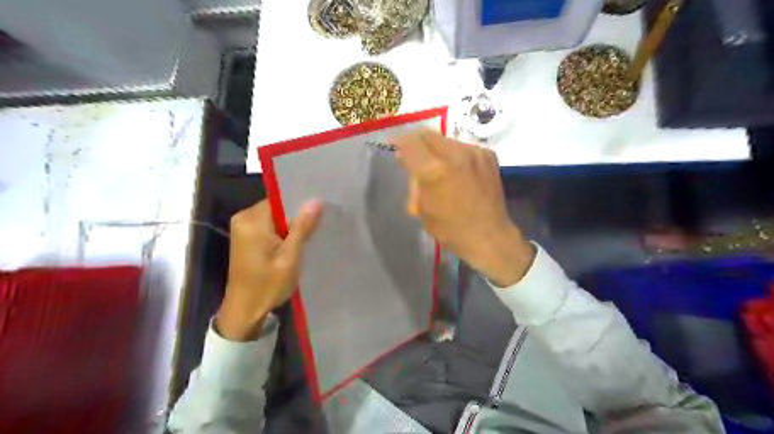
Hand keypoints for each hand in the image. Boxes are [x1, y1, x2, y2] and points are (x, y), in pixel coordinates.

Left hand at [217, 198, 324, 341]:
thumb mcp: (290, 257)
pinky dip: (283, 232)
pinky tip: (296, 242)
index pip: (281, 200)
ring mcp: (243, 227)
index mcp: (252, 220)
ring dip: (291, 225)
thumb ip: (302, 227)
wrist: (245, 311)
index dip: (301, 204)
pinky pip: (269, 226)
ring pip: (275, 217)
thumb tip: (316, 201)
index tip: (321, 210)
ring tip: (311, 234)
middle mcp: (244, 218)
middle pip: (278, 207)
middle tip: (319, 225)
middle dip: (297, 216)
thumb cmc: (267, 285)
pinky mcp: (246, 237)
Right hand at [394, 130, 533, 289]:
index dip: (398, 142)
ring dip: (435, 149)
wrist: (489, 236)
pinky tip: (455, 171)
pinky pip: (461, 146)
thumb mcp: (422, 207)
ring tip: (436, 167)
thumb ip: (413, 180)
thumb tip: (405, 158)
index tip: (393, 145)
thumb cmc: (451, 229)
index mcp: (434, 170)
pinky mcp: (487, 154)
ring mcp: (474, 152)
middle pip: (427, 134)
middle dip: (416, 142)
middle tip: (413, 156)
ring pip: (445, 139)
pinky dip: (453, 155)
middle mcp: (455, 154)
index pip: (410, 143)